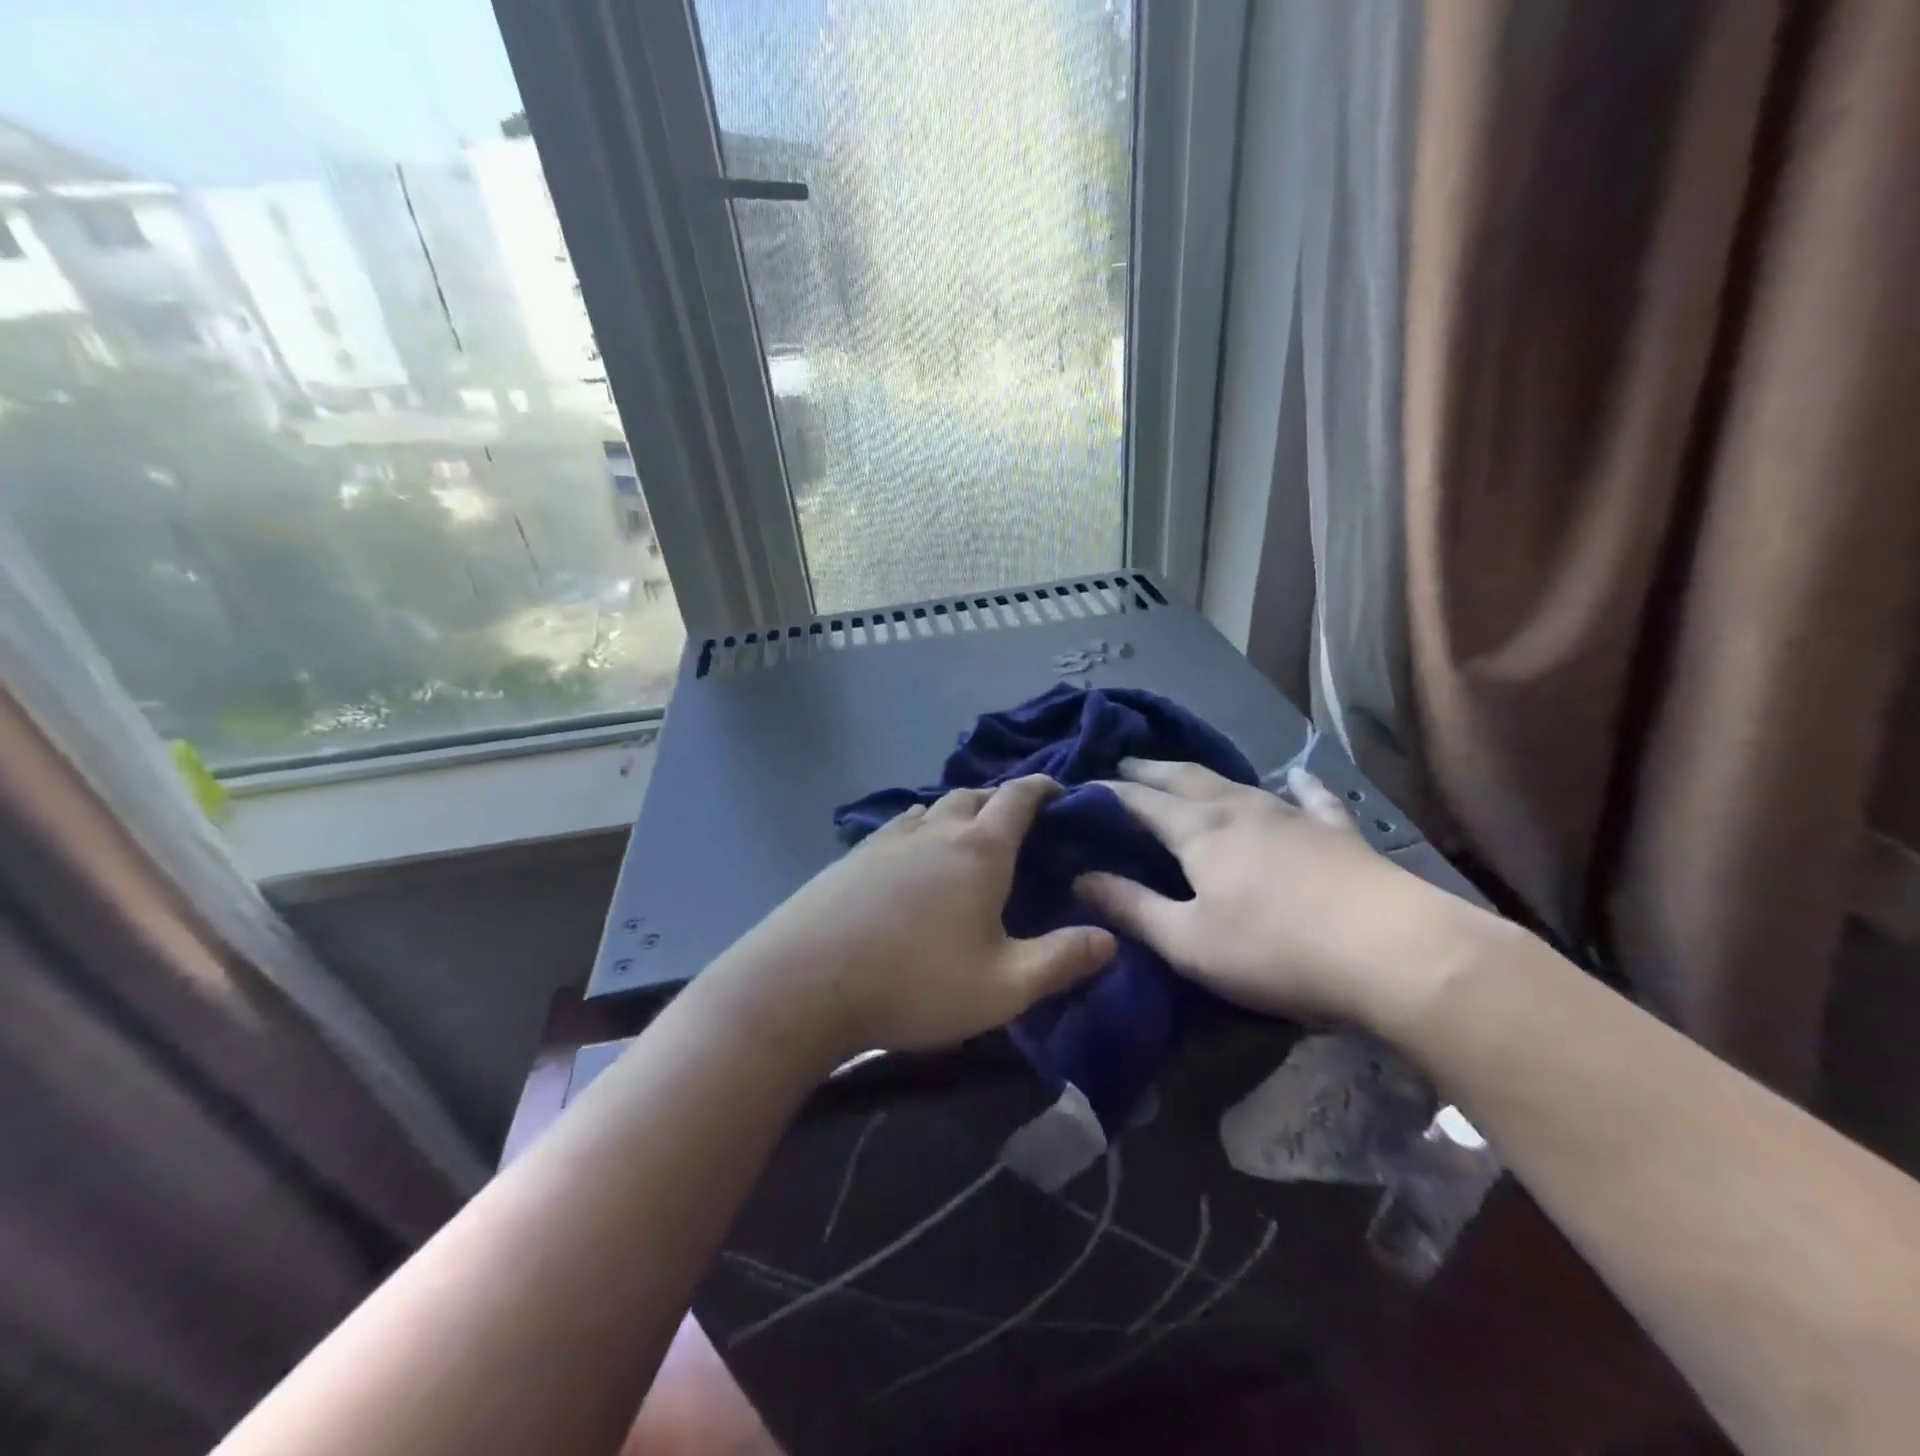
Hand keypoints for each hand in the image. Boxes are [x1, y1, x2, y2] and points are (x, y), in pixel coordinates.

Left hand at [711, 775, 1115, 1068]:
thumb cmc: (915, 982)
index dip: (1042, 787)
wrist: (804, 983)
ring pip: (931, 808)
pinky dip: (918, 827)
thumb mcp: (1004, 986)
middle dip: (1000, 799)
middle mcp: (934, 830)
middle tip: (1017, 820)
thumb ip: (1062, 961)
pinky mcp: (851, 858)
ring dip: (956, 811)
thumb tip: (1112, 939)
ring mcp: (887, 840)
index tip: (1059, 788)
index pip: (1018, 798)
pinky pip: (897, 827)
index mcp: (979, 850)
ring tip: (967, 833)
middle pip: (973, 795)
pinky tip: (911, 852)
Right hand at [1076, 760, 1474, 1026]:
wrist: (1393, 951)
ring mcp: (1290, 814)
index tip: (1080, 788)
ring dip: (1201, 774)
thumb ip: (1131, 908)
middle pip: (1183, 778)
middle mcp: (1239, 808)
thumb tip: (1081, 878)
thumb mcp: (1188, 941)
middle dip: (1149, 770)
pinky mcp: (1334, 831)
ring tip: (1183, 771)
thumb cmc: (1275, 950)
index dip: (1107, 793)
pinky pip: (1311, 798)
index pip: (1139, 801)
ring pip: (1235, 781)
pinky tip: (1299, 774)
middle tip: (1124, 763)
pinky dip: (1299, 784)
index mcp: (1198, 831)